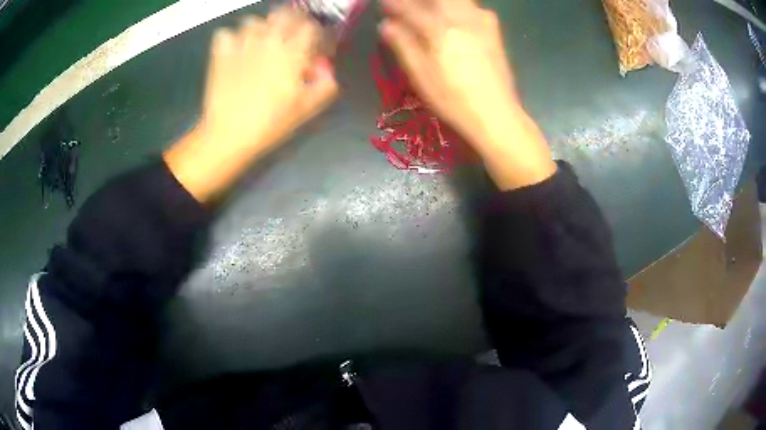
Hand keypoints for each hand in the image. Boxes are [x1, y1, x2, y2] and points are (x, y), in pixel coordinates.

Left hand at [165, 8, 338, 202]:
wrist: (228, 135)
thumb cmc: (269, 124)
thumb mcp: (306, 109)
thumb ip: (325, 85)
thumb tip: (324, 68)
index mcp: (292, 53)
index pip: (310, 27)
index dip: (314, 34)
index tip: (313, 45)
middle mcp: (268, 41)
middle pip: (284, 15)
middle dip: (291, 22)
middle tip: (290, 37)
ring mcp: (241, 45)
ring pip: (254, 21)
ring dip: (261, 28)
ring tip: (261, 43)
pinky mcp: (220, 54)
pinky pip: (226, 33)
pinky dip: (232, 38)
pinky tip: (236, 50)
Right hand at [379, 0, 555, 189]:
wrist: (495, 114)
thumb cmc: (453, 100)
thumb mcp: (420, 76)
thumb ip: (403, 45)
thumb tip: (386, 25)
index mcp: (439, 30)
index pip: (409, 8)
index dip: (393, 5)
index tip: (382, 4)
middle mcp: (461, 18)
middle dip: (419, 1)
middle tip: (408, 8)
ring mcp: (481, 23)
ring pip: (457, 0)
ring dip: (439, 2)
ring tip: (429, 11)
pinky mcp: (494, 31)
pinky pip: (474, 7)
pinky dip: (461, 7)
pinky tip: (455, 18)